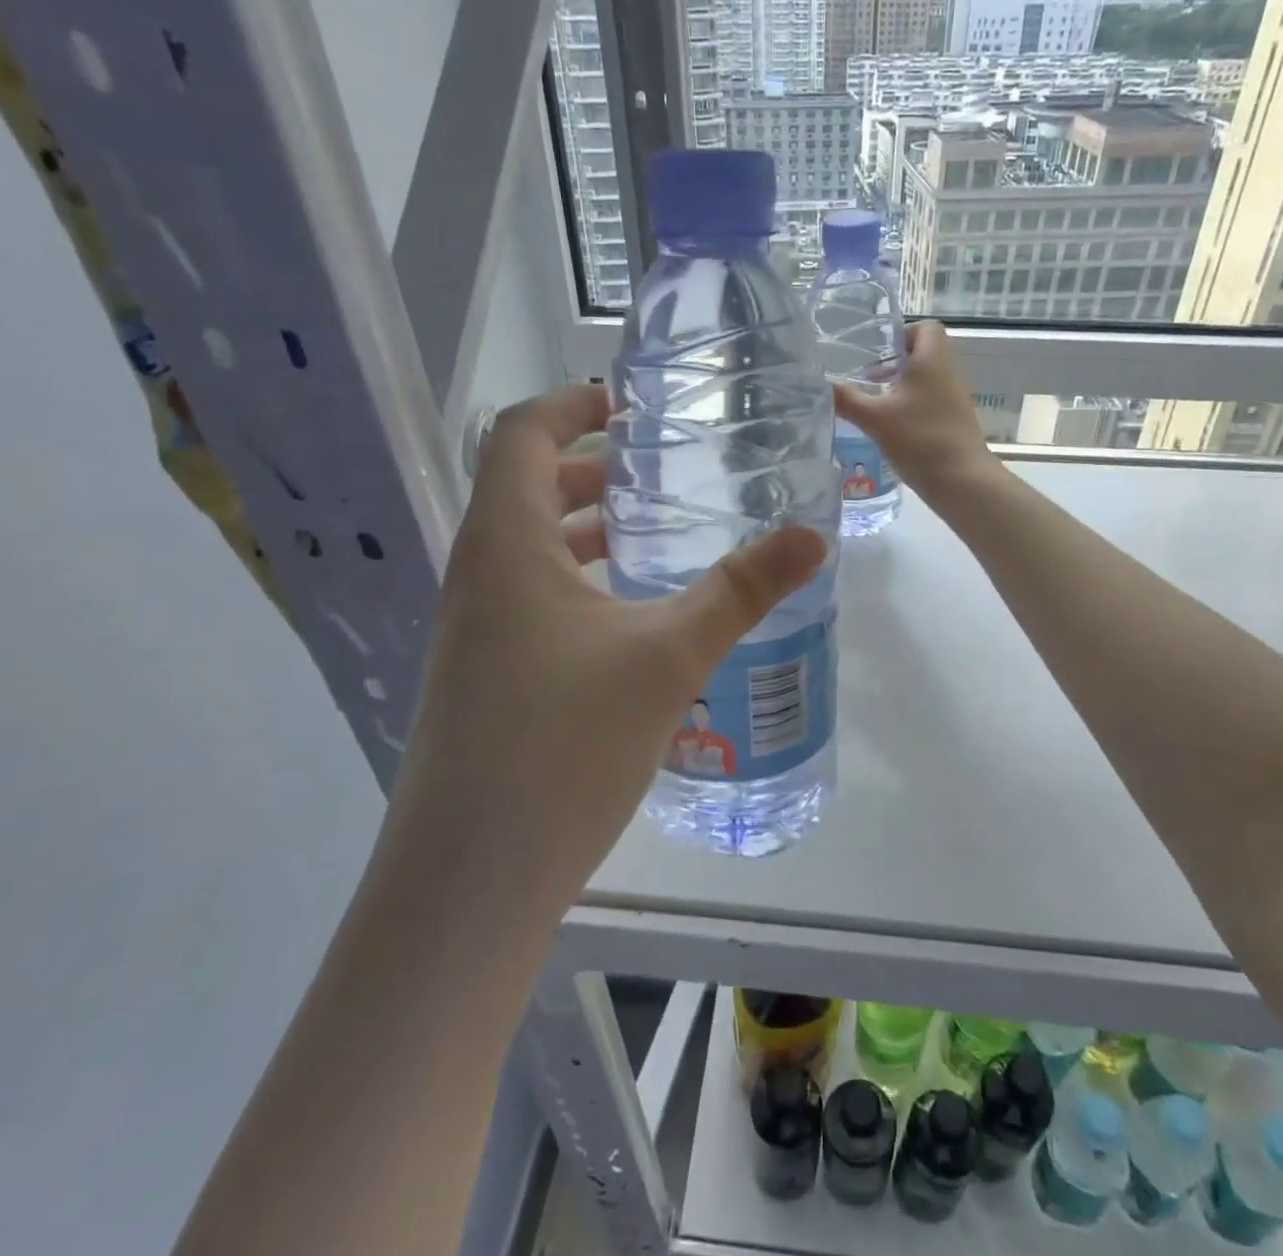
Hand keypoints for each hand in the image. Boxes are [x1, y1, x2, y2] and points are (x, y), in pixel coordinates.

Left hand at [386, 385, 826, 911]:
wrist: (470, 878)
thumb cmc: (564, 745)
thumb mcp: (668, 657)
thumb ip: (740, 591)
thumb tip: (812, 538)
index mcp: (505, 544)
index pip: (519, 434)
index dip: (570, 405)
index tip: (627, 407)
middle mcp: (475, 576)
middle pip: (522, 488)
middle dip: (587, 470)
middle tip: (657, 475)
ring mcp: (470, 631)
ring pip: (525, 549)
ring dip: (581, 531)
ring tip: (651, 539)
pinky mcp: (479, 678)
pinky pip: (525, 600)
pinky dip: (574, 583)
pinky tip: (628, 621)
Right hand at [834, 321, 1000, 504]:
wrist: (962, 481)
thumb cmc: (920, 439)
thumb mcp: (875, 419)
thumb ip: (846, 400)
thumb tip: (819, 384)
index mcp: (932, 361)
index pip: (926, 327)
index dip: (902, 333)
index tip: (877, 353)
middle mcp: (947, 374)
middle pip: (923, 354)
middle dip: (894, 364)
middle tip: (868, 381)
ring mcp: (953, 400)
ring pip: (925, 380)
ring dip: (900, 387)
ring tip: (875, 406)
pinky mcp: (953, 422)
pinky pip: (930, 402)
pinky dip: (910, 408)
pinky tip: (891, 429)